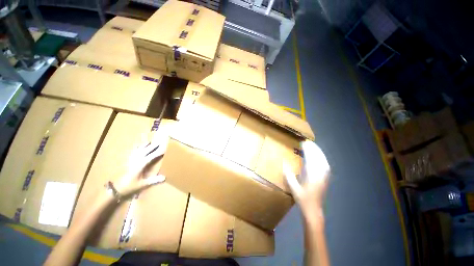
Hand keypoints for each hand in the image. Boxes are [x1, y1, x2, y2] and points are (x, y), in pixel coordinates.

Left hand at [114, 141, 166, 197]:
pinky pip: (132, 152)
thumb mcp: (142, 184)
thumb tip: (164, 177)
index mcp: (140, 166)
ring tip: (149, 142)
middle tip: (158, 143)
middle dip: (152, 147)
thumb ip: (153, 180)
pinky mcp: (127, 161)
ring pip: (138, 150)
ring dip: (144, 146)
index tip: (163, 149)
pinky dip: (136, 148)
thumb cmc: (130, 186)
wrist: (115, 188)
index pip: (150, 157)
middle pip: (144, 151)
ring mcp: (130, 160)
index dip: (157, 153)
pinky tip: (138, 146)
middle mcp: (135, 161)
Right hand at [284, 140, 329, 220]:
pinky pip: (325, 164)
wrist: (313, 210)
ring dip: (318, 152)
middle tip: (307, 142)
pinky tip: (318, 157)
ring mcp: (324, 176)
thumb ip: (289, 175)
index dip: (308, 150)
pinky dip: (321, 158)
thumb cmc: (303, 199)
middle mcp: (320, 174)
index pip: (311, 158)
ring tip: (312, 146)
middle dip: (313, 148)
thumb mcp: (293, 188)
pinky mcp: (325, 178)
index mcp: (312, 176)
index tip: (303, 143)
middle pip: (319, 158)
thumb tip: (284, 163)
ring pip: (323, 160)